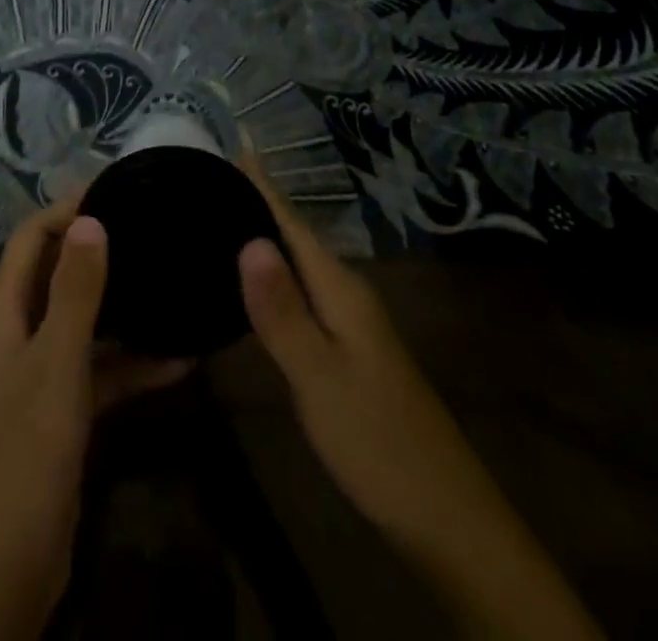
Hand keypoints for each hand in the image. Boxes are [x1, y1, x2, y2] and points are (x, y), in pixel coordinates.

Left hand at [0, 201, 189, 640]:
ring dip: (121, 305)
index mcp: (4, 310)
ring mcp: (40, 368)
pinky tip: (180, 360)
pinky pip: (99, 367)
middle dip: (96, 247)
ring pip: (83, 319)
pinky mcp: (62, 406)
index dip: (65, 208)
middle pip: (56, 271)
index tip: (113, 189)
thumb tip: (90, 220)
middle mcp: (18, 329)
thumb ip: (74, 292)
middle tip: (146, 225)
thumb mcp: (57, 363)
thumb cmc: (28, 449)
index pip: (30, 237)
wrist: (11, 560)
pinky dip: (132, 362)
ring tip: (167, 280)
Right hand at [235, 155, 438, 536]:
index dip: (262, 182)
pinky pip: (302, 292)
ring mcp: (352, 323)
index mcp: (340, 289)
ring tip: (221, 214)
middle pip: (294, 234)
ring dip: (265, 234)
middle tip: (209, 173)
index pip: (291, 221)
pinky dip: (274, 274)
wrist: (447, 519)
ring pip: (298, 263)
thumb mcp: (318, 377)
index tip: (235, 139)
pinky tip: (253, 282)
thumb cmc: (377, 440)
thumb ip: (282, 310)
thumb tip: (248, 237)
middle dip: (256, 200)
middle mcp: (347, 293)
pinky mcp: (348, 350)